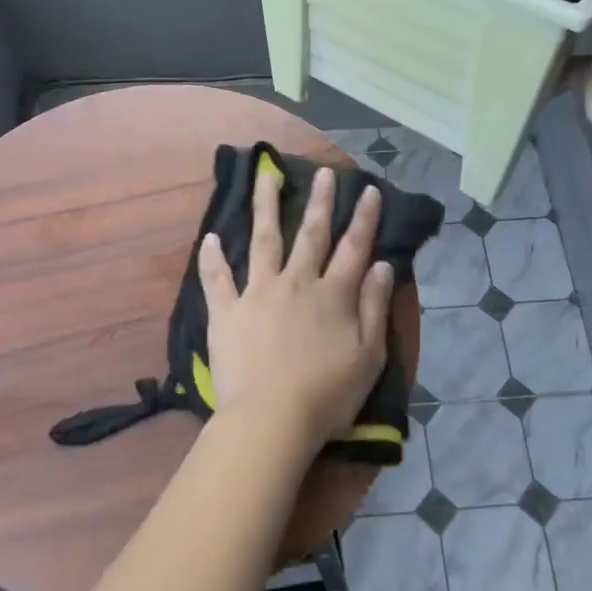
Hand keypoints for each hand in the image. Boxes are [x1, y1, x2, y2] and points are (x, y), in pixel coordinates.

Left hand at [198, 165, 393, 454]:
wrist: (271, 419)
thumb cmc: (327, 395)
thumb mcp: (368, 356)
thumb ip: (375, 307)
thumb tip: (381, 266)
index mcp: (333, 296)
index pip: (353, 248)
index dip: (363, 218)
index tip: (369, 189)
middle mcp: (296, 283)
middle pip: (310, 234)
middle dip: (320, 201)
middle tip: (324, 172)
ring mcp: (258, 293)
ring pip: (263, 240)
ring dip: (265, 206)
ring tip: (266, 176)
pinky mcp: (227, 311)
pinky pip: (217, 279)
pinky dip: (212, 258)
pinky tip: (209, 237)